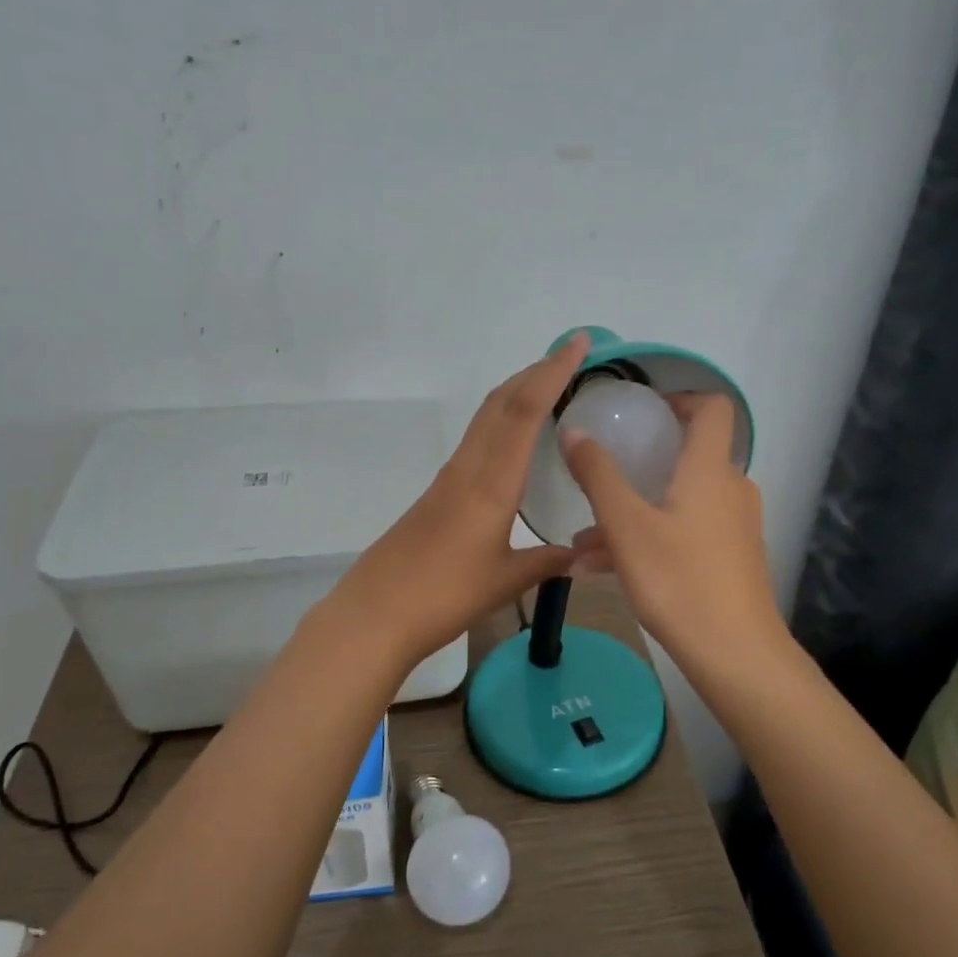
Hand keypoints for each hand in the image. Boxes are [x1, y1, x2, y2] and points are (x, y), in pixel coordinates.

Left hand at [329, 335, 586, 664]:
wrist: (375, 613)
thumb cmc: (443, 596)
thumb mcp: (505, 581)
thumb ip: (546, 562)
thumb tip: (582, 553)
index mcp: (491, 483)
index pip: (524, 411)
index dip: (552, 372)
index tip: (577, 343)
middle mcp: (467, 469)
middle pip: (500, 403)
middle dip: (535, 372)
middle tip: (570, 357)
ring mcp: (448, 479)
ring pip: (484, 419)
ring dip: (516, 394)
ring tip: (548, 388)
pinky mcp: (436, 494)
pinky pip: (475, 442)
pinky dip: (501, 424)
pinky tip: (514, 444)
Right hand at [561, 392, 782, 671]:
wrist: (736, 654)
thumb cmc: (679, 580)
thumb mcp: (626, 526)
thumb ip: (598, 475)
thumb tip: (574, 430)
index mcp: (709, 470)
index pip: (712, 408)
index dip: (679, 399)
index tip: (642, 412)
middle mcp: (729, 490)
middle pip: (685, 459)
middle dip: (637, 468)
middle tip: (599, 478)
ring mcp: (734, 527)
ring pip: (676, 503)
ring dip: (632, 513)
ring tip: (582, 544)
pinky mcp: (731, 559)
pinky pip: (684, 533)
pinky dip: (648, 539)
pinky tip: (602, 570)